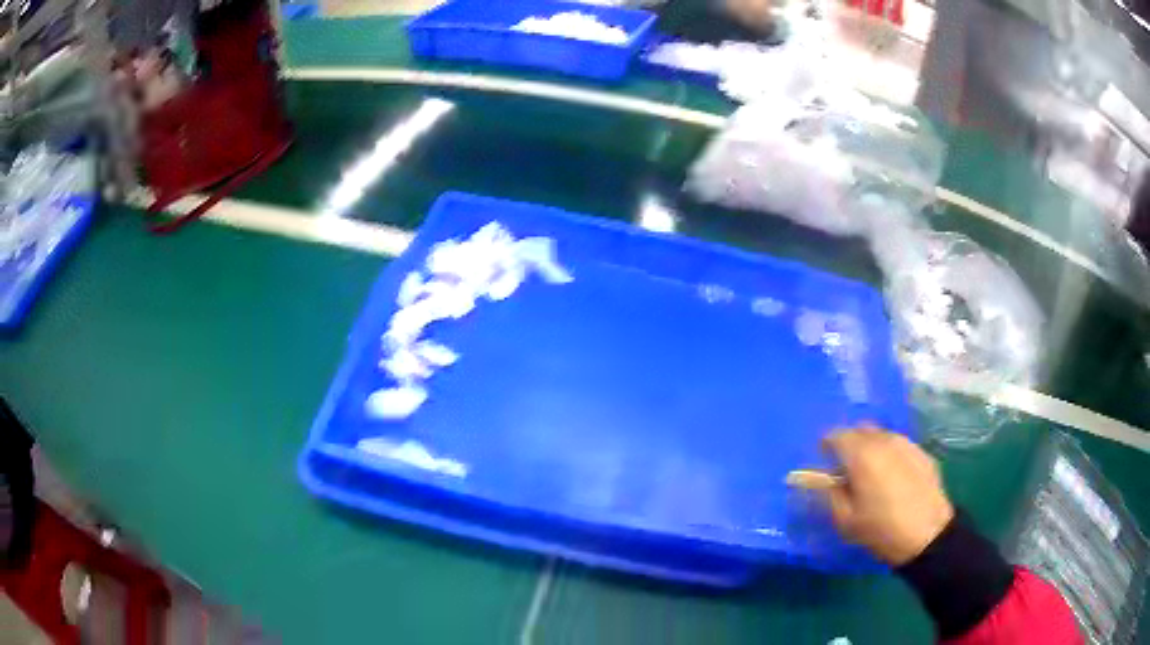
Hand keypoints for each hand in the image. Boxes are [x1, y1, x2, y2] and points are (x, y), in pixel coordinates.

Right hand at [822, 427, 954, 565]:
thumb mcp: (845, 519)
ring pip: (881, 436)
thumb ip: (828, 493)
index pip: (836, 435)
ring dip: (871, 449)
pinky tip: (894, 480)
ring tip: (873, 476)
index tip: (825, 466)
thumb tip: (817, 478)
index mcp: (861, 454)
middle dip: (850, 445)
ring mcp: (906, 443)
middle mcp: (884, 440)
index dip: (826, 447)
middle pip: (860, 429)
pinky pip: (899, 446)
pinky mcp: (922, 452)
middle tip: (847, 471)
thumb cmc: (881, 529)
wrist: (927, 535)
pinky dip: (890, 455)